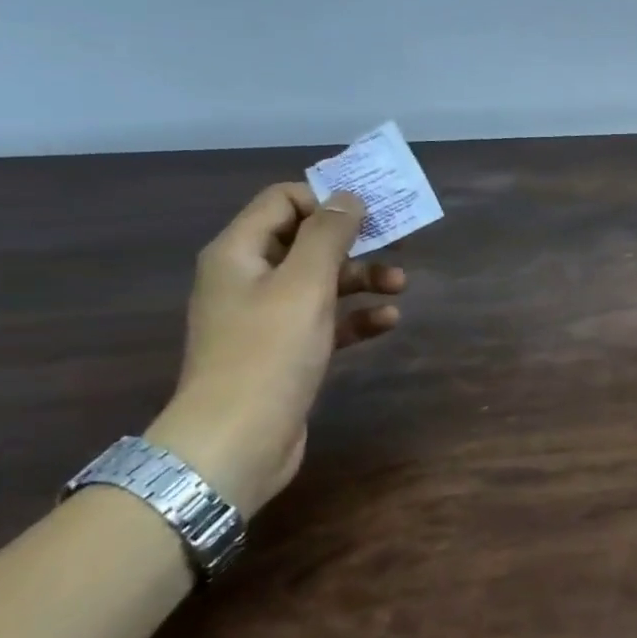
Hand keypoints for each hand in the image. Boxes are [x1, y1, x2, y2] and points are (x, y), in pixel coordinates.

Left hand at [145, 184, 406, 514]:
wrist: (236, 440)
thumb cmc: (268, 352)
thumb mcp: (304, 285)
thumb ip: (328, 236)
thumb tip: (348, 197)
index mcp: (239, 253)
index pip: (282, 201)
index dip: (326, 199)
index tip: (371, 209)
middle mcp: (248, 278)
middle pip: (306, 241)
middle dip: (354, 240)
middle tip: (399, 241)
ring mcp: (266, 317)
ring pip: (321, 281)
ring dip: (362, 278)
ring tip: (400, 286)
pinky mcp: (286, 351)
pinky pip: (327, 320)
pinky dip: (356, 316)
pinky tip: (388, 321)